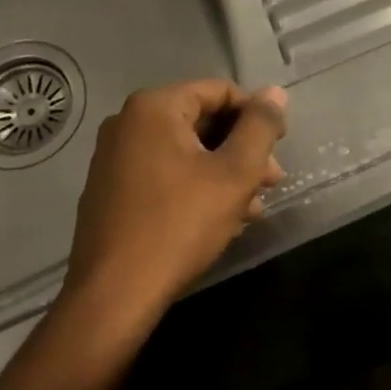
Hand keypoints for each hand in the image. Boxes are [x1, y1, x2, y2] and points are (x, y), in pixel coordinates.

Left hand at [61, 80, 287, 323]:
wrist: (113, 297)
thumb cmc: (179, 225)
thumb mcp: (235, 173)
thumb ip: (260, 127)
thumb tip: (275, 93)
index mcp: (154, 107)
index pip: (220, 92)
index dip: (256, 116)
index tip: (279, 148)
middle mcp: (127, 123)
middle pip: (202, 121)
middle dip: (242, 149)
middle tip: (272, 181)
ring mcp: (113, 158)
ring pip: (186, 151)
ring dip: (224, 172)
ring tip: (253, 207)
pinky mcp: (110, 191)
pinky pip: (164, 173)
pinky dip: (195, 187)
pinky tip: (221, 219)